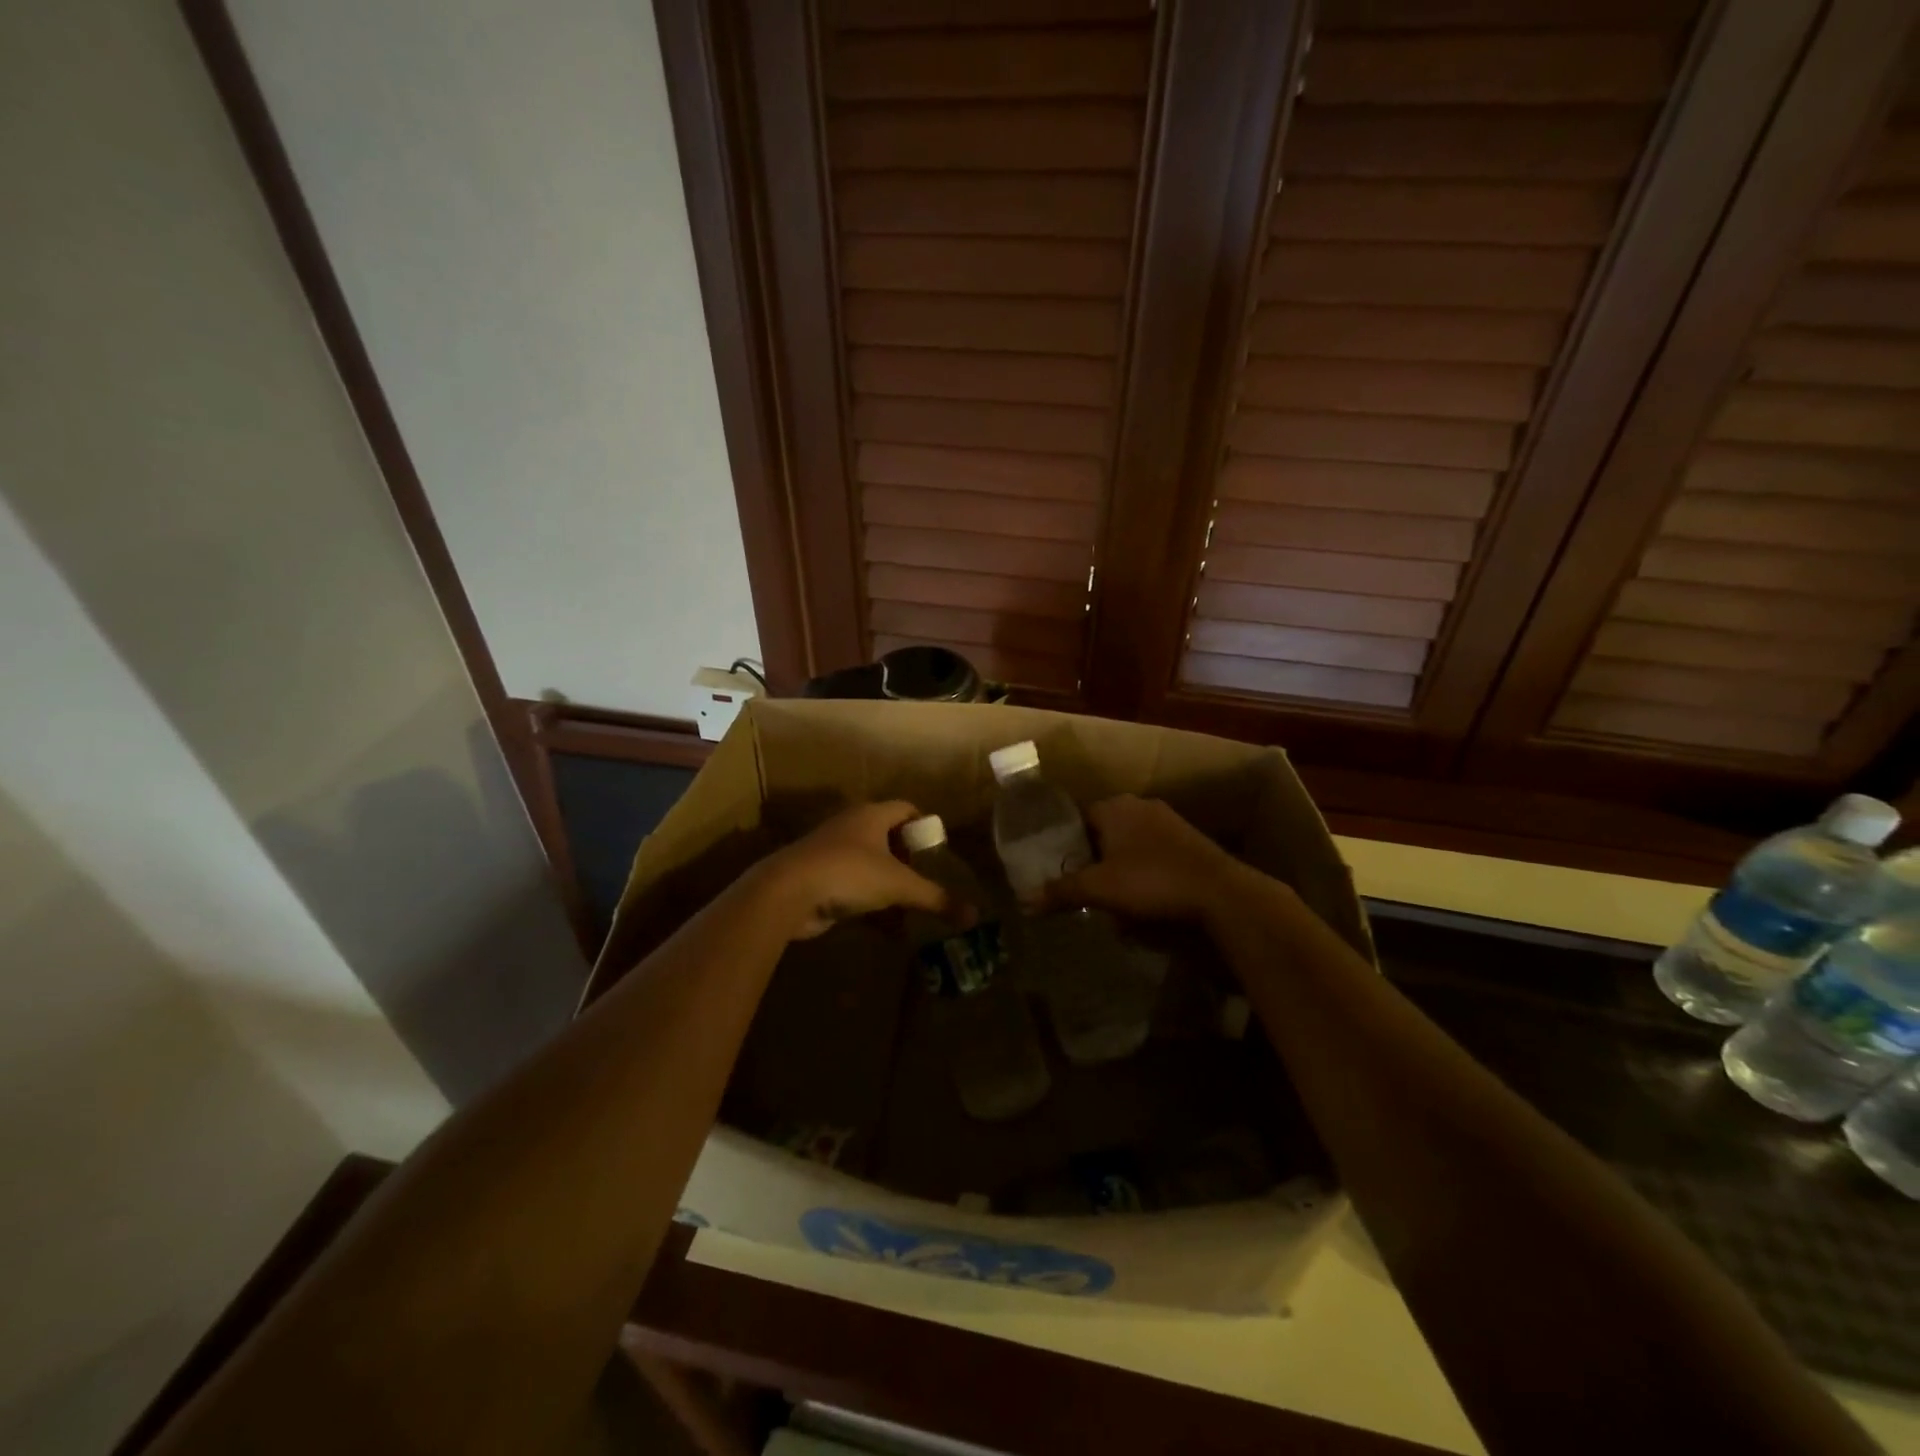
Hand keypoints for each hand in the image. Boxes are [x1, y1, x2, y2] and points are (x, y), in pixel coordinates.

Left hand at [756, 801, 953, 939]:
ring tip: (911, 908)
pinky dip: (871, 905)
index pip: (906, 809)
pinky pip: (854, 888)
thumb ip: (936, 898)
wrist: (787, 892)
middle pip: (888, 836)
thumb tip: (973, 915)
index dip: (924, 826)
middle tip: (927, 881)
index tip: (939, 850)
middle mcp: (851, 827)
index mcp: (871, 815)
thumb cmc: (849, 873)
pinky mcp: (819, 879)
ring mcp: (832, 853)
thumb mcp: (898, 885)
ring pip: (870, 865)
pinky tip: (887, 930)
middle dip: (908, 860)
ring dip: (890, 886)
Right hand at [1045, 795, 1247, 922]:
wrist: (1220, 893)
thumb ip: (1061, 891)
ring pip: (1129, 845)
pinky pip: (1153, 856)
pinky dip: (1144, 874)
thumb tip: (1024, 902)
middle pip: (1103, 832)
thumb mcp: (1098, 889)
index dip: (1064, 844)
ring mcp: (1169, 822)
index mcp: (1114, 806)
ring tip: (1111, 900)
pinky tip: (1144, 900)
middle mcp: (1140, 806)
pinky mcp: (1190, 842)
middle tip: (1082, 888)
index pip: (1077, 818)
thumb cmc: (1151, 881)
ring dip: (1118, 869)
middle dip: (1092, 860)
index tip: (1057, 869)